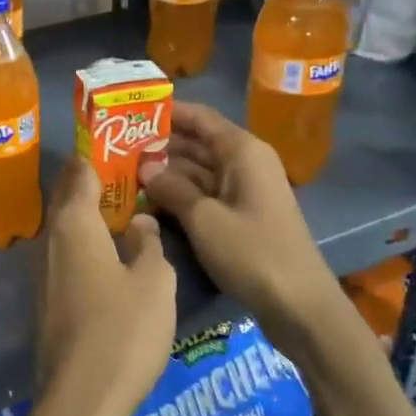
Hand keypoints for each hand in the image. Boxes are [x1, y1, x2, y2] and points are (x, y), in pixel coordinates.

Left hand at [30, 157, 176, 415]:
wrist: (80, 399)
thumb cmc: (122, 332)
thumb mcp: (154, 282)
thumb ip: (148, 243)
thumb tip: (138, 222)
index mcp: (74, 225)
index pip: (80, 172)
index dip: (97, 154)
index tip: (120, 143)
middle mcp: (50, 240)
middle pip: (69, 197)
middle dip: (94, 181)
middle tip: (130, 172)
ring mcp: (43, 270)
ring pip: (66, 227)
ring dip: (90, 214)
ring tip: (126, 208)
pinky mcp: (46, 298)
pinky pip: (67, 254)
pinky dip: (86, 242)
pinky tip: (112, 253)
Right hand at [140, 103, 339, 359]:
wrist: (299, 304)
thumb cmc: (253, 252)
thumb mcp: (203, 218)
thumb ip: (171, 188)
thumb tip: (144, 168)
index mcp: (242, 151)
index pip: (200, 117)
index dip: (167, 112)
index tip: (129, 111)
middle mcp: (245, 163)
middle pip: (197, 142)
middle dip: (159, 144)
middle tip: (115, 147)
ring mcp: (244, 191)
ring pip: (197, 170)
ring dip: (165, 172)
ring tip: (123, 172)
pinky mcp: (241, 216)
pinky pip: (204, 194)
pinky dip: (179, 194)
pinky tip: (147, 200)